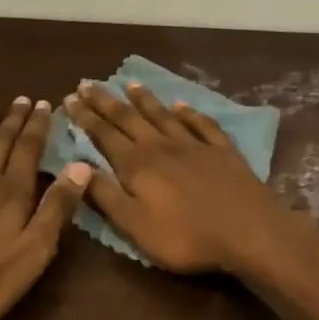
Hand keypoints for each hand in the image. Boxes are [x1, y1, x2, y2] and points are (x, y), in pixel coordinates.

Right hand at [62, 81, 292, 274]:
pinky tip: (182, 105)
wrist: (249, 231)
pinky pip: (201, 124)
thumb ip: (105, 195)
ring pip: (163, 115)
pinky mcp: (222, 151)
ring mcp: (194, 145)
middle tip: (88, 83)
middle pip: (129, 118)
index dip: (85, 117)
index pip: (104, 134)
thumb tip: (76, 165)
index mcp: (137, 165)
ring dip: (145, 99)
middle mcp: (162, 146)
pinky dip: (189, 112)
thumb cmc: (186, 236)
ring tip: (131, 84)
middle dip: (106, 101)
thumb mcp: (135, 226)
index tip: (69, 98)